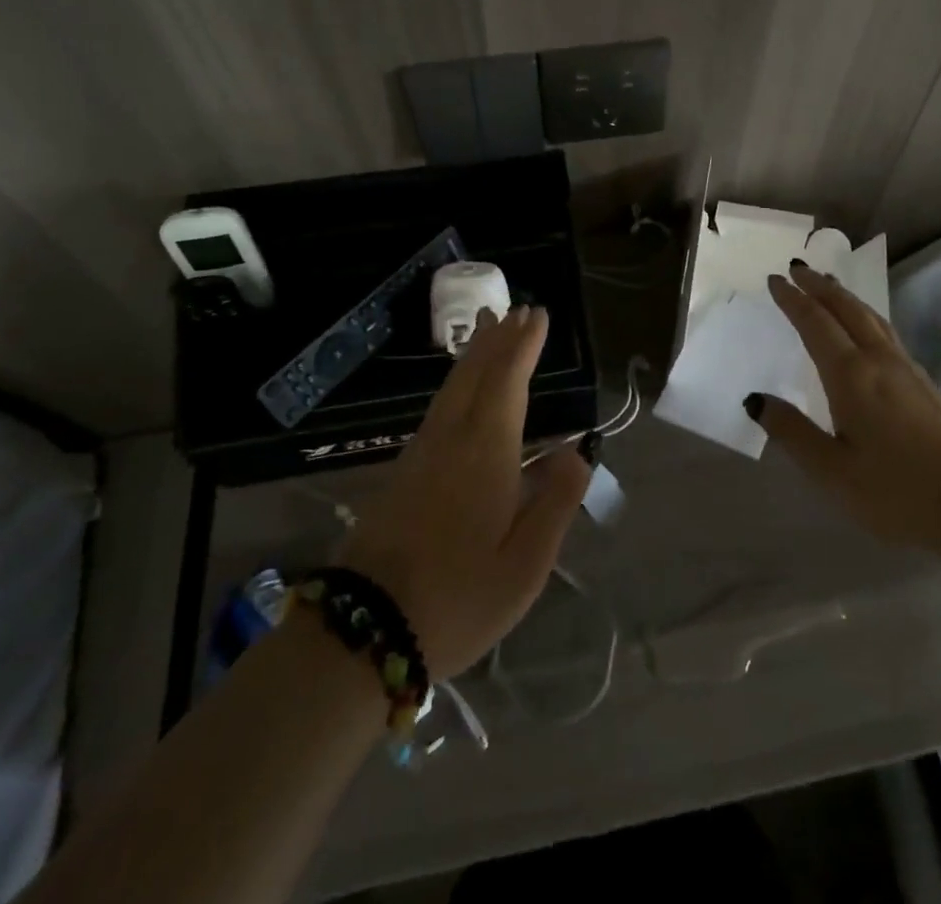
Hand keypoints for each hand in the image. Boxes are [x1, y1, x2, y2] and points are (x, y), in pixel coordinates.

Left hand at [342, 307, 589, 677]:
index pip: (508, 382)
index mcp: (486, 452)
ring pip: (453, 388)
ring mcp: (422, 453)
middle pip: (475, 374)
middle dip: (497, 339)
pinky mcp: (403, 472)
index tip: (538, 316)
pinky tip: (461, 391)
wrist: (363, 631)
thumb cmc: (458, 599)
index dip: (523, 346)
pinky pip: (440, 407)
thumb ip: (555, 503)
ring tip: (488, 330)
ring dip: (475, 354)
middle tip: (514, 309)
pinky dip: (457, 383)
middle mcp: (452, 438)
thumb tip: (577, 451)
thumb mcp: (525, 564)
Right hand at [749, 266, 940, 559]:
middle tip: (797, 268)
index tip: (775, 279)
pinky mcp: (927, 384)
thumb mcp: (833, 472)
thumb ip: (792, 432)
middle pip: (846, 309)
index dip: (792, 299)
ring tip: (829, 285)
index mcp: (851, 376)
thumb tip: (754, 399)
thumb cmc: (900, 493)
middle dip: (819, 286)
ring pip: (871, 317)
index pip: (815, 323)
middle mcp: (879, 360)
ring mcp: (908, 369)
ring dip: (845, 296)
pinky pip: (886, 332)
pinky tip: (867, 329)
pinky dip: (866, 316)